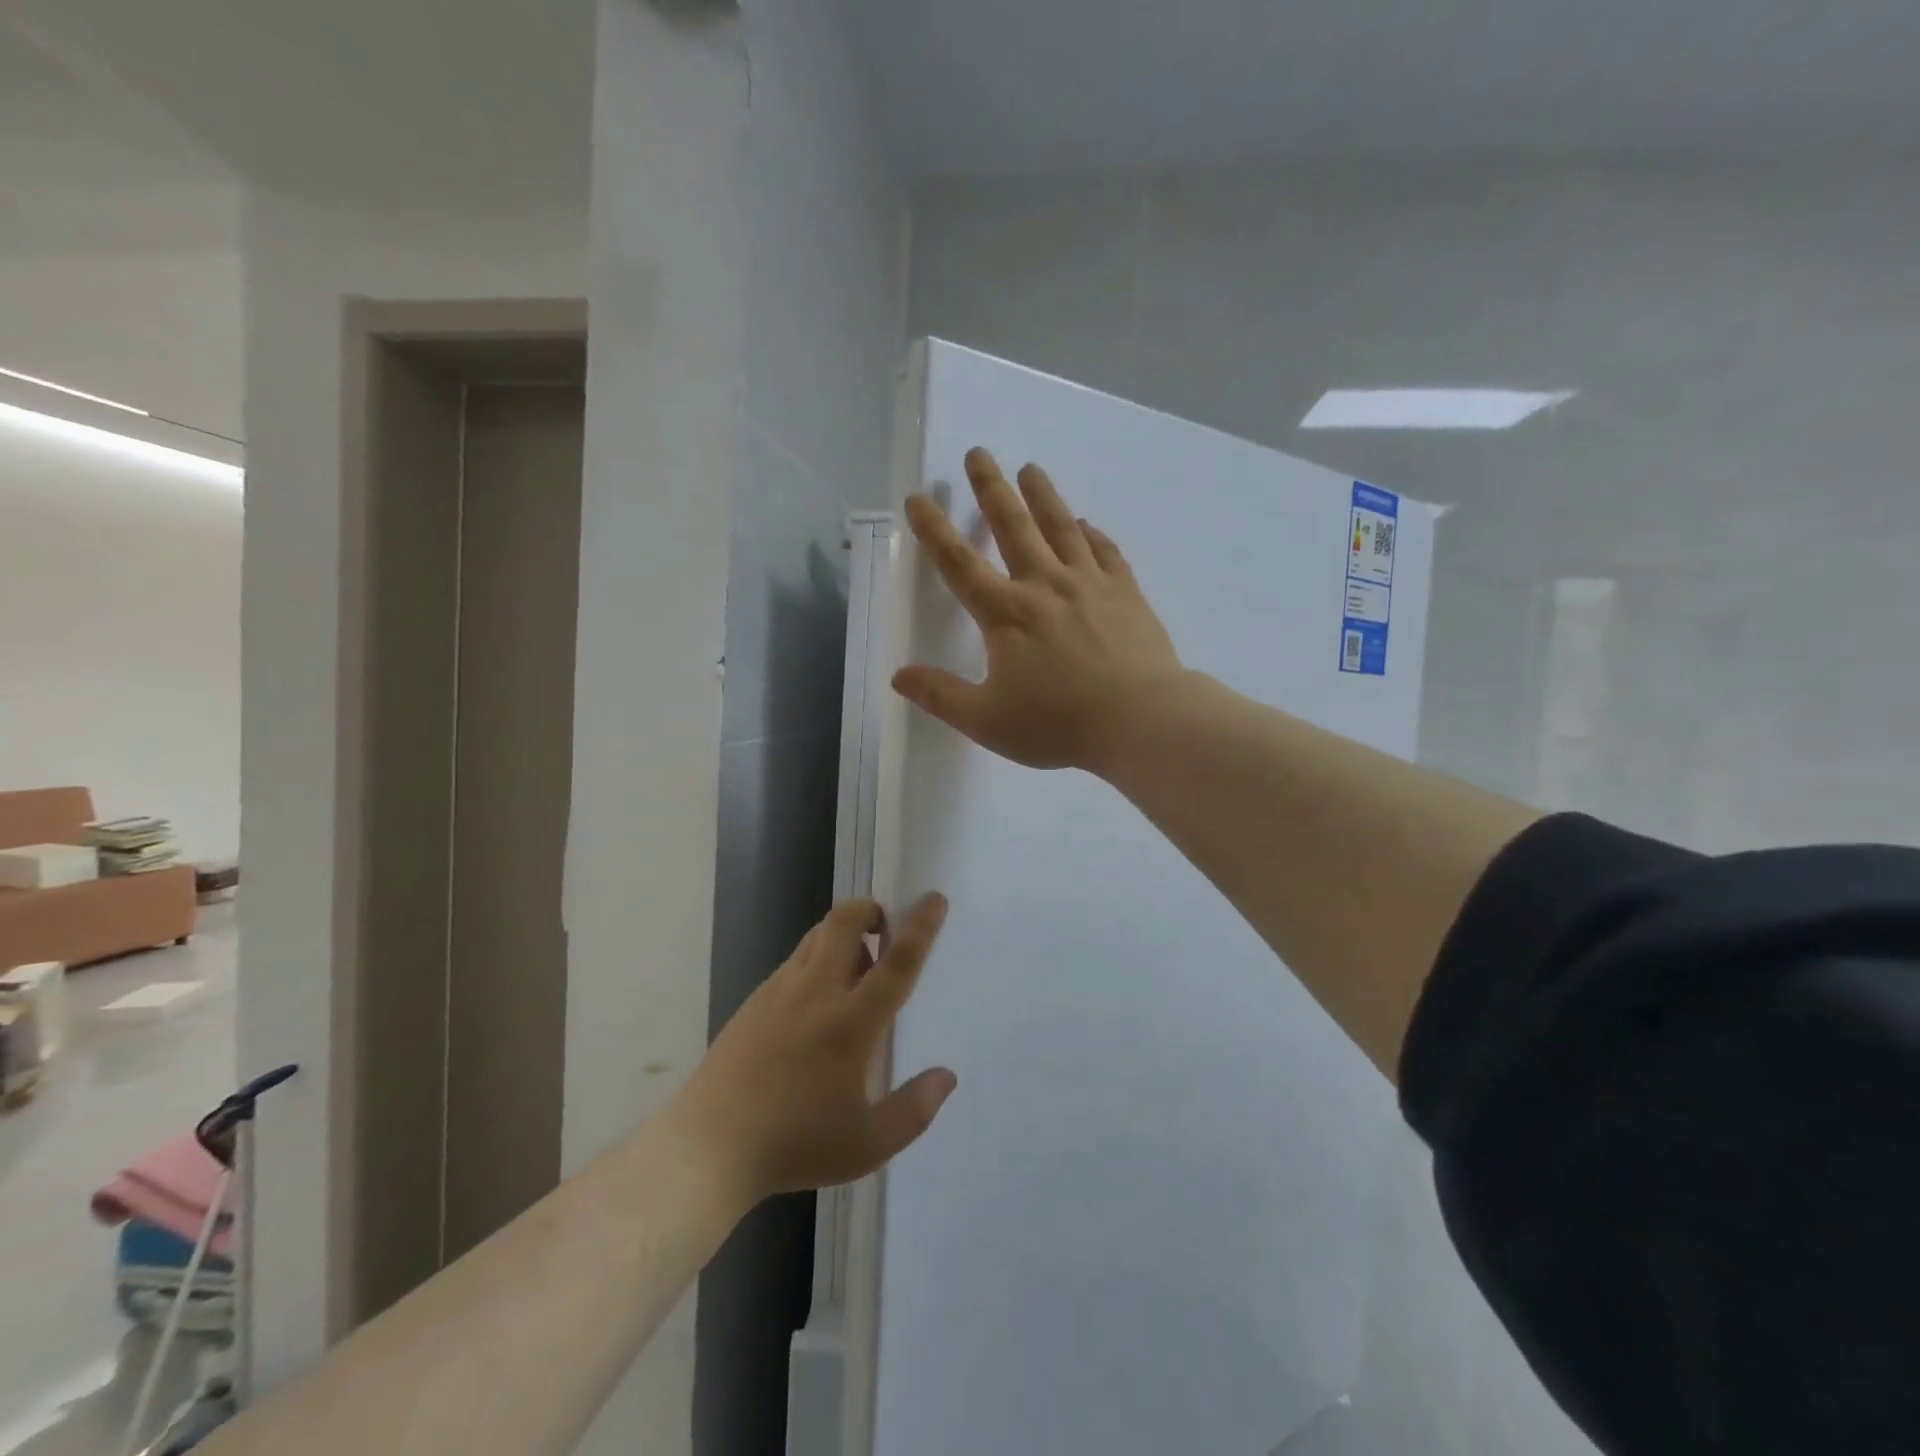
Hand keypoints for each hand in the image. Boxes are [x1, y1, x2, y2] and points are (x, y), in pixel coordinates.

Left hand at [675, 895, 955, 1203]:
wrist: (707, 1148)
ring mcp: (778, 992)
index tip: (934, 899)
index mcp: (850, 1023)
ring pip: (816, 937)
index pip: (895, 963)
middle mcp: (815, 993)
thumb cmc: (794, 1145)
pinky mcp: (753, 1002)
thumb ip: (914, 1110)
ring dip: (843, 935)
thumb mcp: (867, 1144)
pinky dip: (816, 961)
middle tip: (886, 930)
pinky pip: (794, 962)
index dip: (920, 928)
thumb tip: (946, 1077)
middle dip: (870, 910)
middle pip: (845, 923)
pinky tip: (815, 1006)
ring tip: (856, 971)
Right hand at [894, 447, 1183, 772]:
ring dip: (1043, 496)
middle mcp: (1045, 585)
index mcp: (1006, 614)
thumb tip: (898, 675)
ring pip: (1061, 527)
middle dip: (991, 489)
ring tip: (1030, 469)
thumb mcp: (987, 720)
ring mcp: (1090, 584)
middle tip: (978, 454)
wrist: (1140, 721)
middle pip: (1013, 527)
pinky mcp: (1126, 593)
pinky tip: (1086, 524)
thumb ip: (940, 695)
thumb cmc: (1058, 724)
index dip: (934, 530)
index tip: (918, 498)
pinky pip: (1105, 552)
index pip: (959, 564)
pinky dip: (1091, 534)